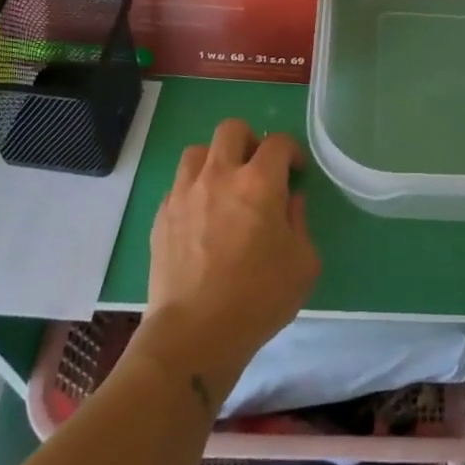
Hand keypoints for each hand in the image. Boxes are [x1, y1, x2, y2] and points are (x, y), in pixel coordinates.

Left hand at [139, 119, 320, 408]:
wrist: (194, 334)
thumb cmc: (258, 299)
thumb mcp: (302, 263)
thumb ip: (299, 222)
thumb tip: (289, 201)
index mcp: (259, 183)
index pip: (277, 142)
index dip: (290, 151)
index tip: (295, 171)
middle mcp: (220, 175)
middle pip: (232, 129)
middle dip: (250, 140)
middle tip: (257, 169)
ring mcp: (185, 193)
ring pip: (198, 151)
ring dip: (216, 160)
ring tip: (225, 187)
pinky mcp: (162, 215)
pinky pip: (179, 184)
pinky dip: (194, 189)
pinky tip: (202, 216)